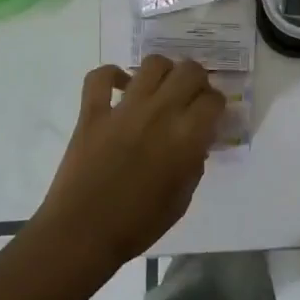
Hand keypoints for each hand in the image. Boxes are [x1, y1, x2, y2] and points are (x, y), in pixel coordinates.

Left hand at [32, 57, 225, 272]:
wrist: (82, 234)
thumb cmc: (138, 224)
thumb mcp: (182, 198)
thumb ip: (194, 163)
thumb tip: (195, 142)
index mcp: (187, 137)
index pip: (214, 100)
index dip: (216, 105)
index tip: (211, 115)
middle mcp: (160, 113)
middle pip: (190, 71)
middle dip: (197, 80)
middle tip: (191, 97)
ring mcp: (124, 109)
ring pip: (153, 65)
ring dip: (163, 71)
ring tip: (160, 88)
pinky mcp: (92, 113)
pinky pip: (99, 77)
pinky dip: (111, 75)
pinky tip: (120, 86)